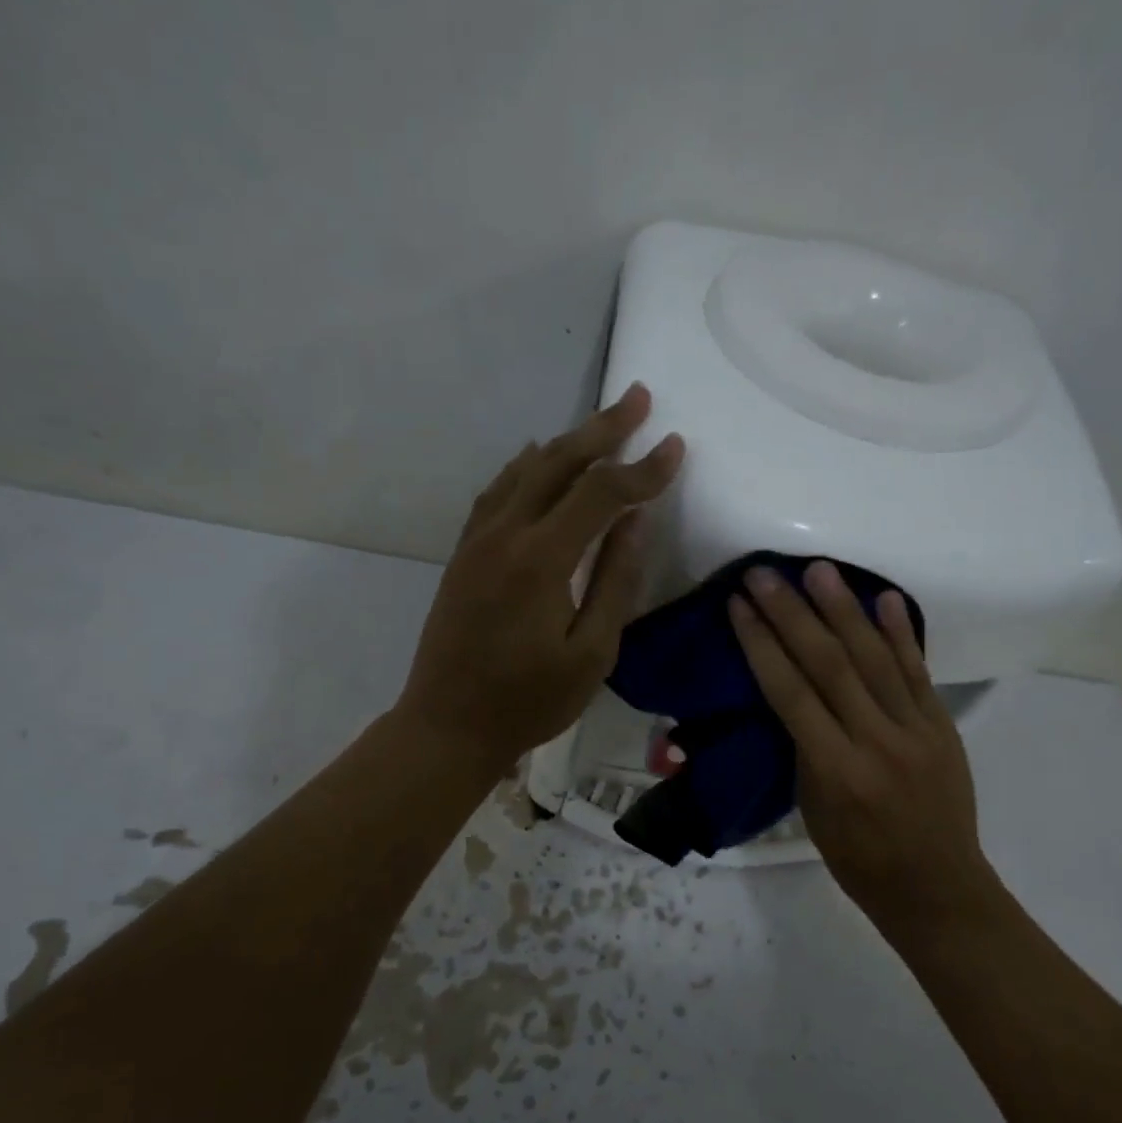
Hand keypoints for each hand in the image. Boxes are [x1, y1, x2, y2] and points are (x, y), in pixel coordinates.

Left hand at [396, 384, 683, 772]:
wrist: (446, 725)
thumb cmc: (527, 702)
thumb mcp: (591, 654)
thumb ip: (616, 581)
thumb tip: (636, 521)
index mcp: (540, 560)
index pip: (601, 494)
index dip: (642, 469)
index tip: (674, 446)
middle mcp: (504, 534)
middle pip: (558, 462)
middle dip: (602, 429)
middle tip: (636, 397)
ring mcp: (477, 540)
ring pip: (524, 470)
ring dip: (565, 443)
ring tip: (600, 425)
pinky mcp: (463, 553)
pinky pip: (497, 492)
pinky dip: (526, 468)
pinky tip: (537, 458)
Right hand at [727, 561, 1002, 929]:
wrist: (937, 888)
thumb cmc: (857, 859)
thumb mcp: (811, 809)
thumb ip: (803, 746)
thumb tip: (792, 692)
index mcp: (835, 770)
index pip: (790, 693)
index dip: (761, 644)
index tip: (739, 606)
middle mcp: (876, 742)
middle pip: (829, 664)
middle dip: (792, 614)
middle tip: (766, 574)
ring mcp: (916, 730)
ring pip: (875, 658)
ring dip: (844, 609)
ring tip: (819, 570)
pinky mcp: (943, 726)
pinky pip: (918, 672)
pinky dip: (901, 633)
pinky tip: (885, 598)